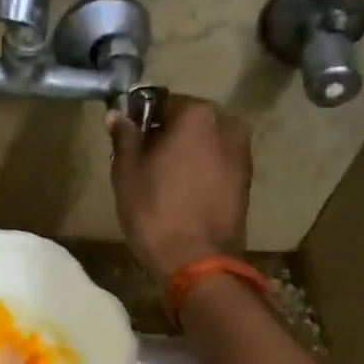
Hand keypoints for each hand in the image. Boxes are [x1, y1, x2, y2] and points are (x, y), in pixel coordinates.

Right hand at [107, 95, 252, 277]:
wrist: (198, 261)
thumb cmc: (156, 210)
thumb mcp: (127, 171)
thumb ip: (125, 137)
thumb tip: (117, 114)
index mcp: (198, 114)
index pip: (163, 102)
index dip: (142, 120)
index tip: (129, 142)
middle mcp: (227, 125)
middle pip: (188, 122)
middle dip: (167, 136)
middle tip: (144, 163)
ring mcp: (242, 155)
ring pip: (205, 144)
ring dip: (186, 155)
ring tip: (162, 183)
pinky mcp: (246, 182)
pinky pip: (216, 166)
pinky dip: (201, 172)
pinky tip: (183, 195)